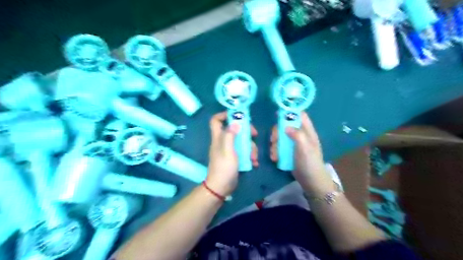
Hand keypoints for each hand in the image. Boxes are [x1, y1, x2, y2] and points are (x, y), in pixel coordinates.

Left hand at [208, 110, 258, 194]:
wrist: (221, 187)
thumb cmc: (224, 168)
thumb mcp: (228, 151)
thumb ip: (230, 136)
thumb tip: (235, 122)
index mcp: (218, 138)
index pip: (216, 120)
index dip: (224, 115)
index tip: (238, 115)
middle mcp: (223, 141)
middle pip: (234, 129)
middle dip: (246, 131)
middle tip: (255, 134)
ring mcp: (229, 149)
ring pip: (241, 141)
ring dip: (250, 147)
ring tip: (254, 157)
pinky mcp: (234, 157)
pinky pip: (243, 151)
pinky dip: (249, 155)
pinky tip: (254, 162)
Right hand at [271, 111, 326, 186]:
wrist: (311, 181)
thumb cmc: (310, 163)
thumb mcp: (305, 148)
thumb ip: (297, 135)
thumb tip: (286, 126)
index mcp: (307, 131)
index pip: (300, 115)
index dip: (290, 111)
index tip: (277, 114)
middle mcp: (300, 135)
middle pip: (285, 125)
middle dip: (277, 132)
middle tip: (273, 141)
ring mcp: (293, 143)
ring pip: (280, 136)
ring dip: (274, 144)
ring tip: (274, 154)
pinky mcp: (288, 151)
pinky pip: (279, 146)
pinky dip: (275, 151)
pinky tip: (275, 158)